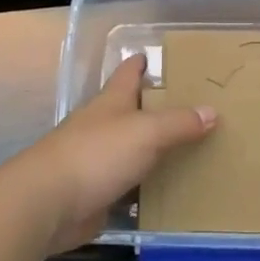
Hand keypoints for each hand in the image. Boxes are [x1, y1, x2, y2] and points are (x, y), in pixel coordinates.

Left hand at [13, 54, 215, 251]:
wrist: (47, 204)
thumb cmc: (96, 154)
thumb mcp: (145, 132)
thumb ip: (178, 123)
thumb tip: (211, 111)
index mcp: (111, 102)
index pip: (127, 73)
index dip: (141, 63)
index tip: (156, 56)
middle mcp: (102, 126)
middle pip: (131, 111)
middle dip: (155, 108)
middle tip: (192, 108)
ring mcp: (96, 160)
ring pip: (131, 149)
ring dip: (153, 150)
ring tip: (190, 150)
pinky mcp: (96, 193)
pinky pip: (128, 186)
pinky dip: (145, 188)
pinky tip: (168, 193)